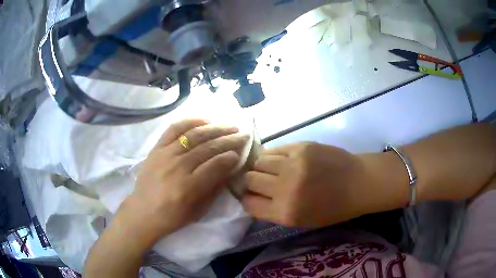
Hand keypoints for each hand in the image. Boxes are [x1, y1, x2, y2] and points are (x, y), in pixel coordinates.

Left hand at [125, 119, 249, 240]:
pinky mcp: (156, 148)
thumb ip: (214, 188)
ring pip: (194, 135)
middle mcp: (177, 167)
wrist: (142, 212)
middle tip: (243, 134)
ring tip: (230, 125)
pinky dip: (191, 122)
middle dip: (229, 139)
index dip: (231, 157)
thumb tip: (229, 167)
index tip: (241, 152)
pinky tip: (205, 120)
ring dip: (215, 128)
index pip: (216, 165)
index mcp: (188, 188)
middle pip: (208, 147)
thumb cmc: (172, 217)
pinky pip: (174, 129)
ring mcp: (165, 155)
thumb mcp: (198, 210)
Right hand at [241, 142, 375, 227]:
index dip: (247, 199)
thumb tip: (252, 198)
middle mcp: (285, 189)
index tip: (251, 196)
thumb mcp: (302, 221)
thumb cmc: (333, 208)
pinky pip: (274, 150)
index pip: (248, 203)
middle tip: (261, 181)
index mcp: (286, 212)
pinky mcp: (300, 147)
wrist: (358, 183)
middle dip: (250, 182)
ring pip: (258, 162)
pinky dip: (273, 156)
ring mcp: (293, 164)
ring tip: (272, 169)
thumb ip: (274, 211)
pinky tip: (282, 160)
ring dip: (261, 167)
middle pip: (249, 180)